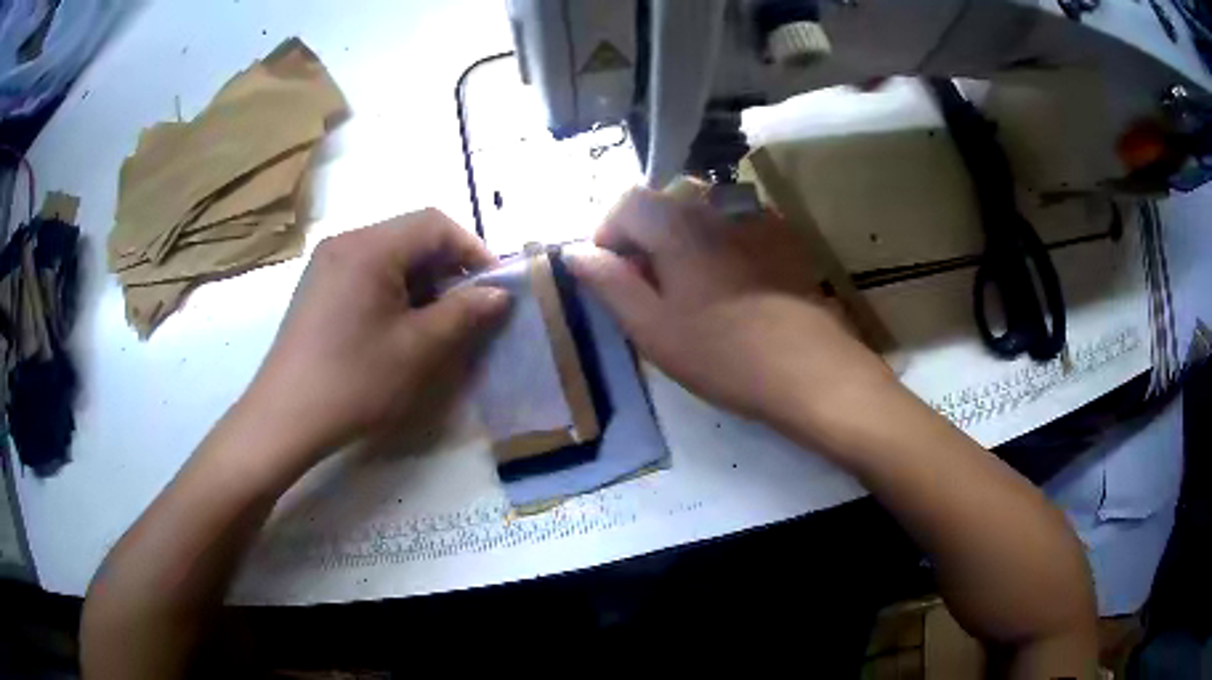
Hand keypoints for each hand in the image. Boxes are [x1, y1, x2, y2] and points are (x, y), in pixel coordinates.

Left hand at [242, 209, 509, 462]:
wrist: (285, 417)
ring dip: (421, 280)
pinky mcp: (318, 286)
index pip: (435, 224)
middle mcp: (346, 241)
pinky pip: (367, 271)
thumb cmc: (354, 380)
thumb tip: (498, 293)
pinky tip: (397, 325)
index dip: (472, 250)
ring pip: (389, 255)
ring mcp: (327, 263)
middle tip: (467, 309)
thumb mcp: (418, 348)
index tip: (493, 288)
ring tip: (435, 321)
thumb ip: (464, 313)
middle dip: (447, 267)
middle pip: (411, 235)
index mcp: (370, 246)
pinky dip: (393, 289)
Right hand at [570, 188, 894, 436]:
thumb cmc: (723, 353)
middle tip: (649, 286)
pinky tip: (732, 284)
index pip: (626, 202)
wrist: (810, 369)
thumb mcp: (652, 328)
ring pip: (702, 211)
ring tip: (691, 286)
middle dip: (645, 235)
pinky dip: (718, 241)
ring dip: (682, 237)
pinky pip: (737, 223)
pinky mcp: (783, 236)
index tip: (611, 274)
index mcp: (678, 223)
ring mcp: (756, 217)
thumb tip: (575, 252)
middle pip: (665, 202)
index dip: (608, 233)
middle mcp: (716, 206)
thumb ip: (609, 283)